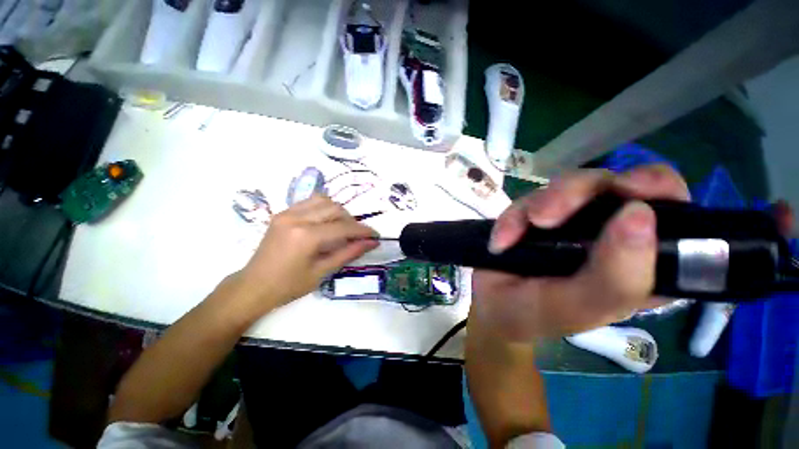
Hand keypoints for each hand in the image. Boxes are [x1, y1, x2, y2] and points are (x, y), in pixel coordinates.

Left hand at [235, 196, 377, 311]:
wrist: (253, 286)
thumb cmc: (288, 286)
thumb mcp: (323, 272)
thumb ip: (349, 253)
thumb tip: (371, 243)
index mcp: (306, 236)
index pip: (343, 227)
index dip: (363, 231)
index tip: (375, 235)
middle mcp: (296, 218)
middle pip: (335, 208)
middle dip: (351, 221)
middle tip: (357, 235)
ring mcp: (287, 213)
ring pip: (324, 200)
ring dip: (339, 212)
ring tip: (342, 227)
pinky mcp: (283, 213)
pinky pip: (310, 202)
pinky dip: (324, 209)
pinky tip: (326, 222)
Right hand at [472, 164, 689, 340]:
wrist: (490, 304)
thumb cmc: (537, 315)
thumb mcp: (577, 308)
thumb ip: (615, 278)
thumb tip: (639, 214)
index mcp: (641, 261)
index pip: (675, 213)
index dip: (659, 192)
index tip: (632, 192)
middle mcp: (611, 233)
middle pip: (615, 184)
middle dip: (577, 192)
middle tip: (544, 217)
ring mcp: (572, 218)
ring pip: (569, 184)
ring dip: (539, 204)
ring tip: (514, 235)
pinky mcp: (538, 211)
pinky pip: (528, 199)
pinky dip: (512, 217)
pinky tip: (501, 241)